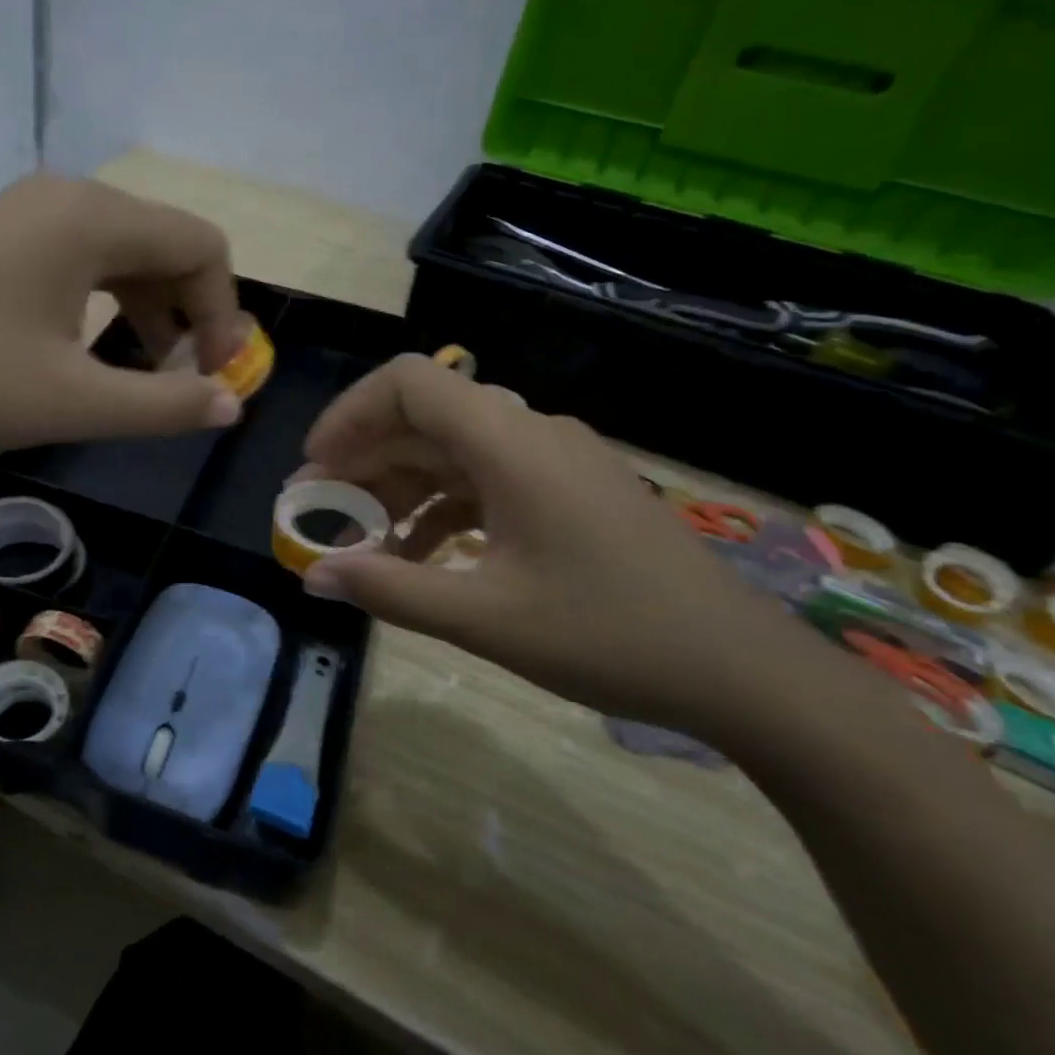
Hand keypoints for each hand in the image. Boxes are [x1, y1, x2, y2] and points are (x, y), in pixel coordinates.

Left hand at [0, 175, 246, 456]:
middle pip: (166, 244)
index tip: (211, 376)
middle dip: (190, 313)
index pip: (201, 247)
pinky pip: (80, 258)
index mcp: (93, 219)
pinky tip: (91, 349)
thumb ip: (164, 405)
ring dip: (150, 309)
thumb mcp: (72, 401)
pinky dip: (106, 301)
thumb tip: (232, 403)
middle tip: (184, 380)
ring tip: (145, 374)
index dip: (223, 314)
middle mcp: (66, 198)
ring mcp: (25, 212)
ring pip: (123, 252)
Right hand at [296, 354, 819, 739]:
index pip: (410, 383)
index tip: (314, 465)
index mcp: (511, 443)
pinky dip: (442, 510)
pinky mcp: (568, 492)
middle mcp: (531, 434)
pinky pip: (486, 482)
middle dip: (363, 460)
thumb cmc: (610, 635)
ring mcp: (554, 462)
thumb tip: (312, 575)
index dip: (349, 413)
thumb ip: (389, 589)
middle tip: (318, 510)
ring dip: (400, 489)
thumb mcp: (485, 617)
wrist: (742, 670)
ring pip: (453, 453)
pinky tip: (420, 557)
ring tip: (360, 541)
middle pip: (426, 419)